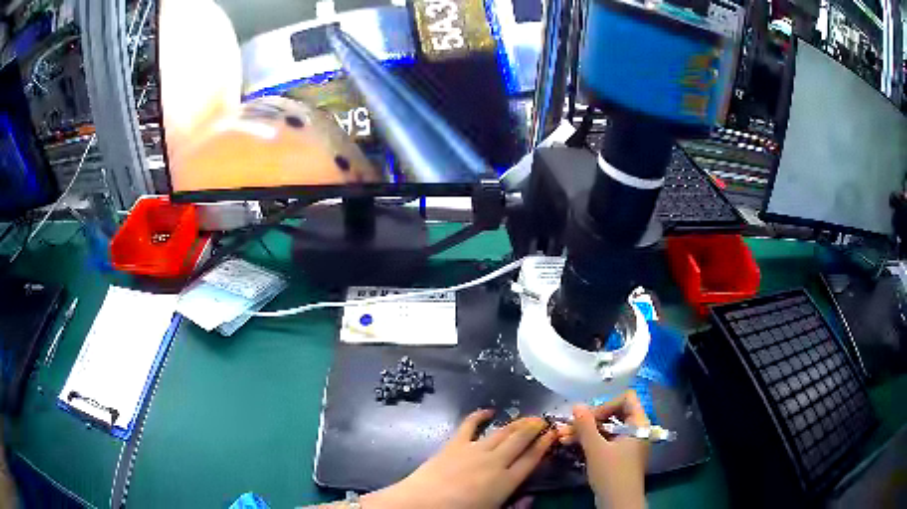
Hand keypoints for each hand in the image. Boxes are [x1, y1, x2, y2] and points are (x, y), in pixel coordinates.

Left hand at [362, 410, 555, 508]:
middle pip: (520, 440)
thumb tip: (530, 498)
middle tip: (543, 421)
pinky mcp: (454, 444)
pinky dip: (479, 416)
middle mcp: (495, 461)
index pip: (532, 459)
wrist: (422, 504)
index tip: (554, 434)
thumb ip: (515, 506)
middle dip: (534, 428)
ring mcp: (474, 450)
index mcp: (506, 481)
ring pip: (502, 432)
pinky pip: (469, 425)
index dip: (545, 444)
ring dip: (516, 423)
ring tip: (527, 417)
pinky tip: (489, 411)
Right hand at [557, 392, 649, 508]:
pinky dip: (590, 441)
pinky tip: (571, 444)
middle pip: (614, 413)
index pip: (626, 399)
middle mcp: (636, 430)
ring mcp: (628, 443)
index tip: (588, 418)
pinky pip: (605, 441)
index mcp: (638, 423)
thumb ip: (586, 425)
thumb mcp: (596, 448)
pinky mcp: (620, 456)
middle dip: (589, 420)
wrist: (618, 503)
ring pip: (607, 429)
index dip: (606, 404)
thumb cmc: (612, 473)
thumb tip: (576, 405)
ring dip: (585, 431)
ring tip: (562, 436)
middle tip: (568, 427)